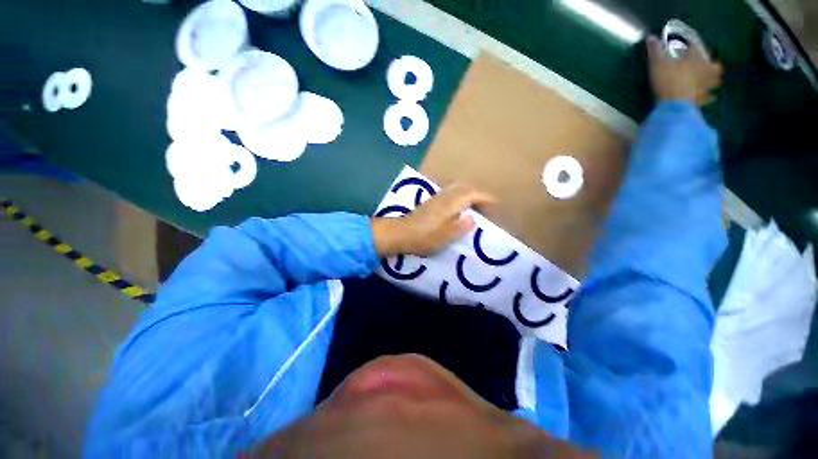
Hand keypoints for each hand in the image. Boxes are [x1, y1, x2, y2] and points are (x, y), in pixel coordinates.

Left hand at [372, 184, 495, 257]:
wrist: (400, 234)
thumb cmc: (422, 238)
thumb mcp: (442, 238)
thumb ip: (459, 228)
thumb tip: (472, 218)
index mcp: (449, 205)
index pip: (471, 195)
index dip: (484, 198)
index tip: (495, 205)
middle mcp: (443, 197)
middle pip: (464, 188)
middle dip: (478, 195)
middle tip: (486, 208)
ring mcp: (436, 198)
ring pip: (456, 189)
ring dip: (469, 195)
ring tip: (475, 208)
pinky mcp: (430, 202)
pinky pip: (450, 194)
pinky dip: (459, 197)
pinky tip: (459, 209)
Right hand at [647, 35, 723, 105]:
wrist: (675, 105)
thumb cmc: (668, 80)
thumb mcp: (657, 63)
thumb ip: (655, 50)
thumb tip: (651, 38)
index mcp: (696, 58)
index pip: (695, 46)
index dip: (690, 45)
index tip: (686, 46)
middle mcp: (705, 69)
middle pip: (713, 66)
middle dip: (710, 66)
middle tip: (707, 66)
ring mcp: (706, 85)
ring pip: (713, 81)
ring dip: (711, 80)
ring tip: (708, 82)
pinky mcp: (702, 99)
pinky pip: (708, 96)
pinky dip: (707, 96)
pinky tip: (704, 97)